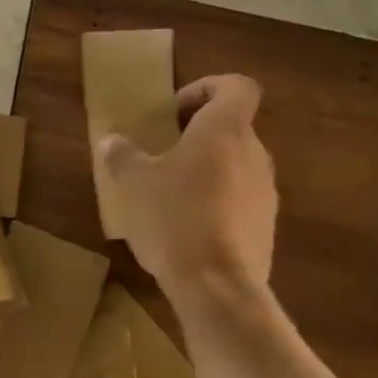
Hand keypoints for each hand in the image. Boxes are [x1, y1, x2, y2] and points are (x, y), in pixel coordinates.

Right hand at [95, 73, 277, 302]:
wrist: (218, 290)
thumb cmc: (174, 217)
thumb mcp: (134, 182)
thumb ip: (122, 155)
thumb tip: (111, 141)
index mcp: (225, 129)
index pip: (237, 86)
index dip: (208, 88)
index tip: (176, 110)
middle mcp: (254, 154)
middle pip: (234, 126)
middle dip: (199, 133)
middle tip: (164, 149)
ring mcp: (265, 193)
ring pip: (237, 164)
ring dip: (208, 168)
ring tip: (172, 191)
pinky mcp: (266, 228)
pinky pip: (241, 199)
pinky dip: (218, 201)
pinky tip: (187, 226)